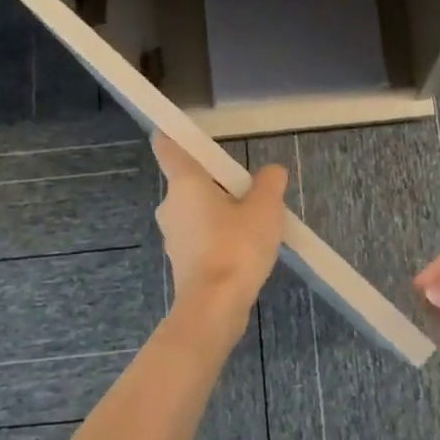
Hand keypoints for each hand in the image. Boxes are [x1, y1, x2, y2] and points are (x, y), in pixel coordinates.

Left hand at [152, 133, 288, 305]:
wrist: (215, 307)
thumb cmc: (237, 247)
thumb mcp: (266, 208)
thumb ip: (269, 183)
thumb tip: (271, 172)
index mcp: (185, 183)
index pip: (168, 148)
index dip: (174, 136)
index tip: (184, 132)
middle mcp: (171, 205)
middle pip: (190, 182)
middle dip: (217, 184)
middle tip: (250, 191)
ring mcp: (172, 236)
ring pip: (197, 212)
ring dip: (220, 213)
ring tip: (254, 224)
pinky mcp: (181, 262)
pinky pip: (201, 238)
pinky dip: (219, 238)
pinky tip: (245, 250)